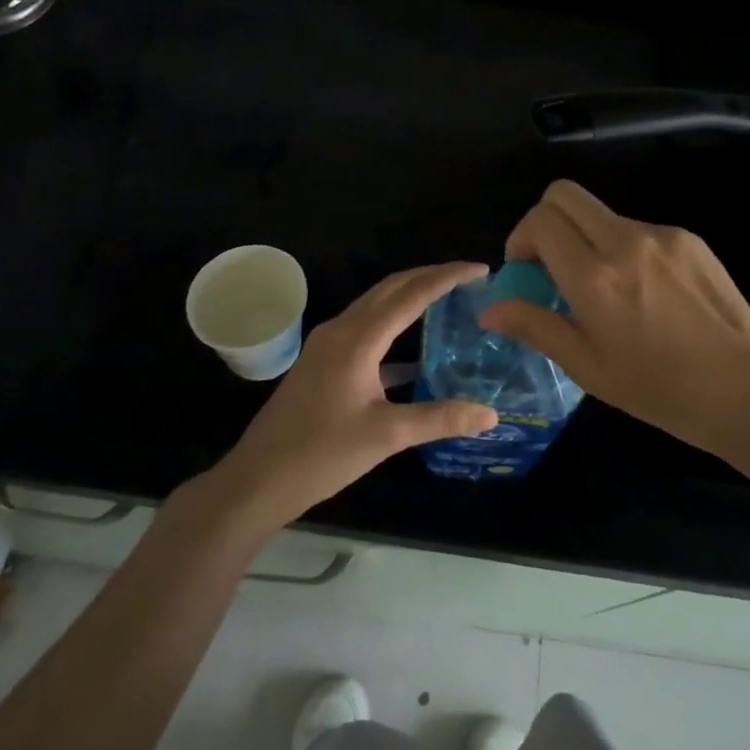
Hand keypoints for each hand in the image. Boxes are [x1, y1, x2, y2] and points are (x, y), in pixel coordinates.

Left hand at [206, 263, 497, 530]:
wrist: (258, 479)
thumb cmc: (321, 454)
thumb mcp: (386, 436)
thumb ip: (440, 419)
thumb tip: (491, 415)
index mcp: (358, 338)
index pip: (411, 294)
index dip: (448, 277)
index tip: (481, 270)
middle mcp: (342, 329)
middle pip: (391, 288)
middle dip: (430, 277)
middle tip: (470, 279)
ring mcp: (328, 344)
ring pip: (376, 306)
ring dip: (411, 297)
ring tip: (449, 301)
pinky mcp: (323, 362)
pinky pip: (366, 330)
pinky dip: (394, 329)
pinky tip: (418, 353)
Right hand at [480, 181, 749, 468]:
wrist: (749, 391)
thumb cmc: (660, 390)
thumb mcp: (588, 367)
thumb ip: (535, 326)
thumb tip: (489, 309)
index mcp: (595, 276)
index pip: (540, 219)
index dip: (521, 237)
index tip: (526, 270)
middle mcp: (625, 241)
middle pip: (565, 194)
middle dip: (545, 220)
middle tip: (551, 264)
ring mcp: (662, 235)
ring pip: (602, 213)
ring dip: (587, 238)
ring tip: (605, 290)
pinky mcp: (690, 239)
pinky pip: (639, 229)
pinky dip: (623, 248)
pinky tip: (645, 293)